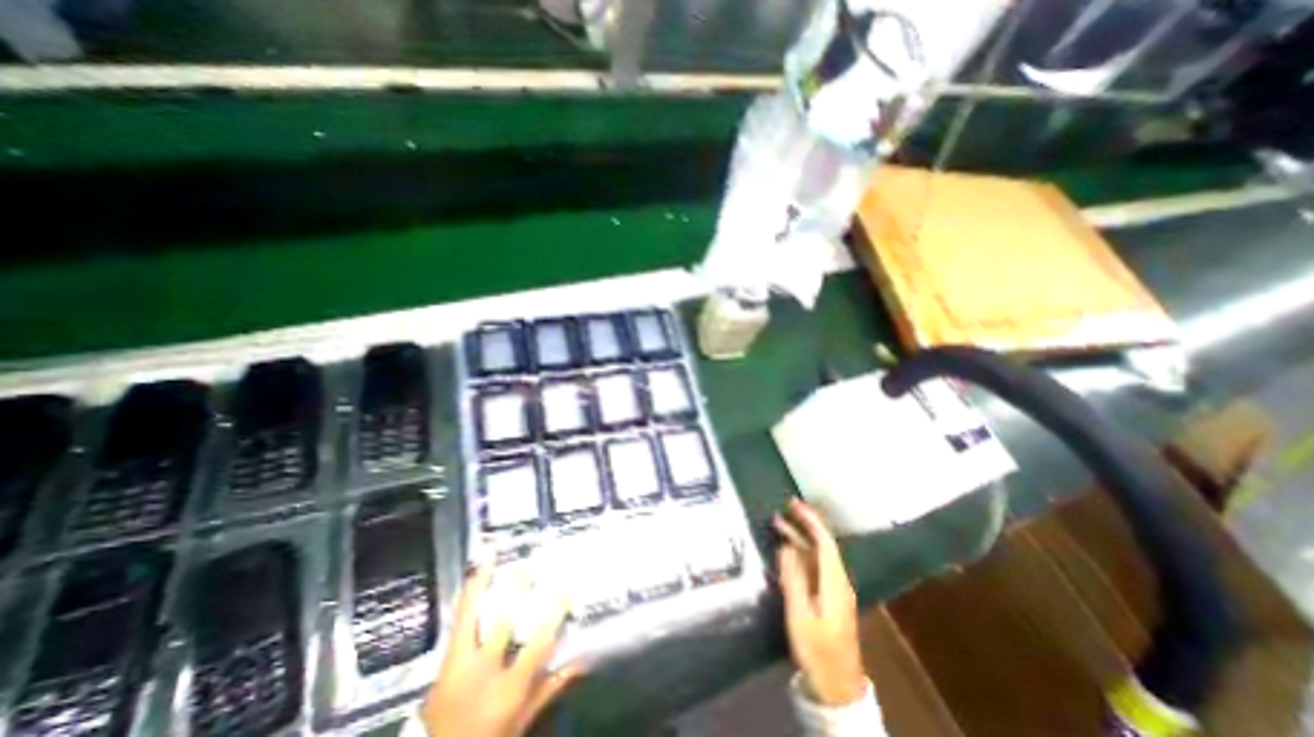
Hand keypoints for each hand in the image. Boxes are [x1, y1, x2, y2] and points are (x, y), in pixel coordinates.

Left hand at [420, 567, 585, 733]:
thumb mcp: (521, 723)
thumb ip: (549, 690)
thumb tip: (581, 662)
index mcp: (507, 689)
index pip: (537, 645)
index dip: (553, 615)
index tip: (566, 590)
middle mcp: (482, 671)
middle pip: (503, 622)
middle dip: (517, 591)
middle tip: (530, 564)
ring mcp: (458, 665)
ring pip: (470, 616)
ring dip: (481, 583)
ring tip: (491, 556)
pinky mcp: (444, 662)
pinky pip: (457, 622)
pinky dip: (467, 596)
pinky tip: (473, 576)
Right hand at [771, 499, 869, 704]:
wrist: (837, 686)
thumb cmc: (818, 651)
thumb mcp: (800, 616)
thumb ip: (793, 580)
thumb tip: (785, 547)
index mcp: (834, 582)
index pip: (825, 542)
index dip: (811, 521)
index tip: (794, 505)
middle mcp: (837, 580)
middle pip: (821, 545)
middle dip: (803, 525)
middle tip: (782, 509)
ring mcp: (834, 589)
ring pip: (817, 555)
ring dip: (799, 538)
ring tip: (778, 525)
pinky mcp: (828, 596)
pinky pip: (814, 566)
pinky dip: (800, 553)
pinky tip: (786, 550)